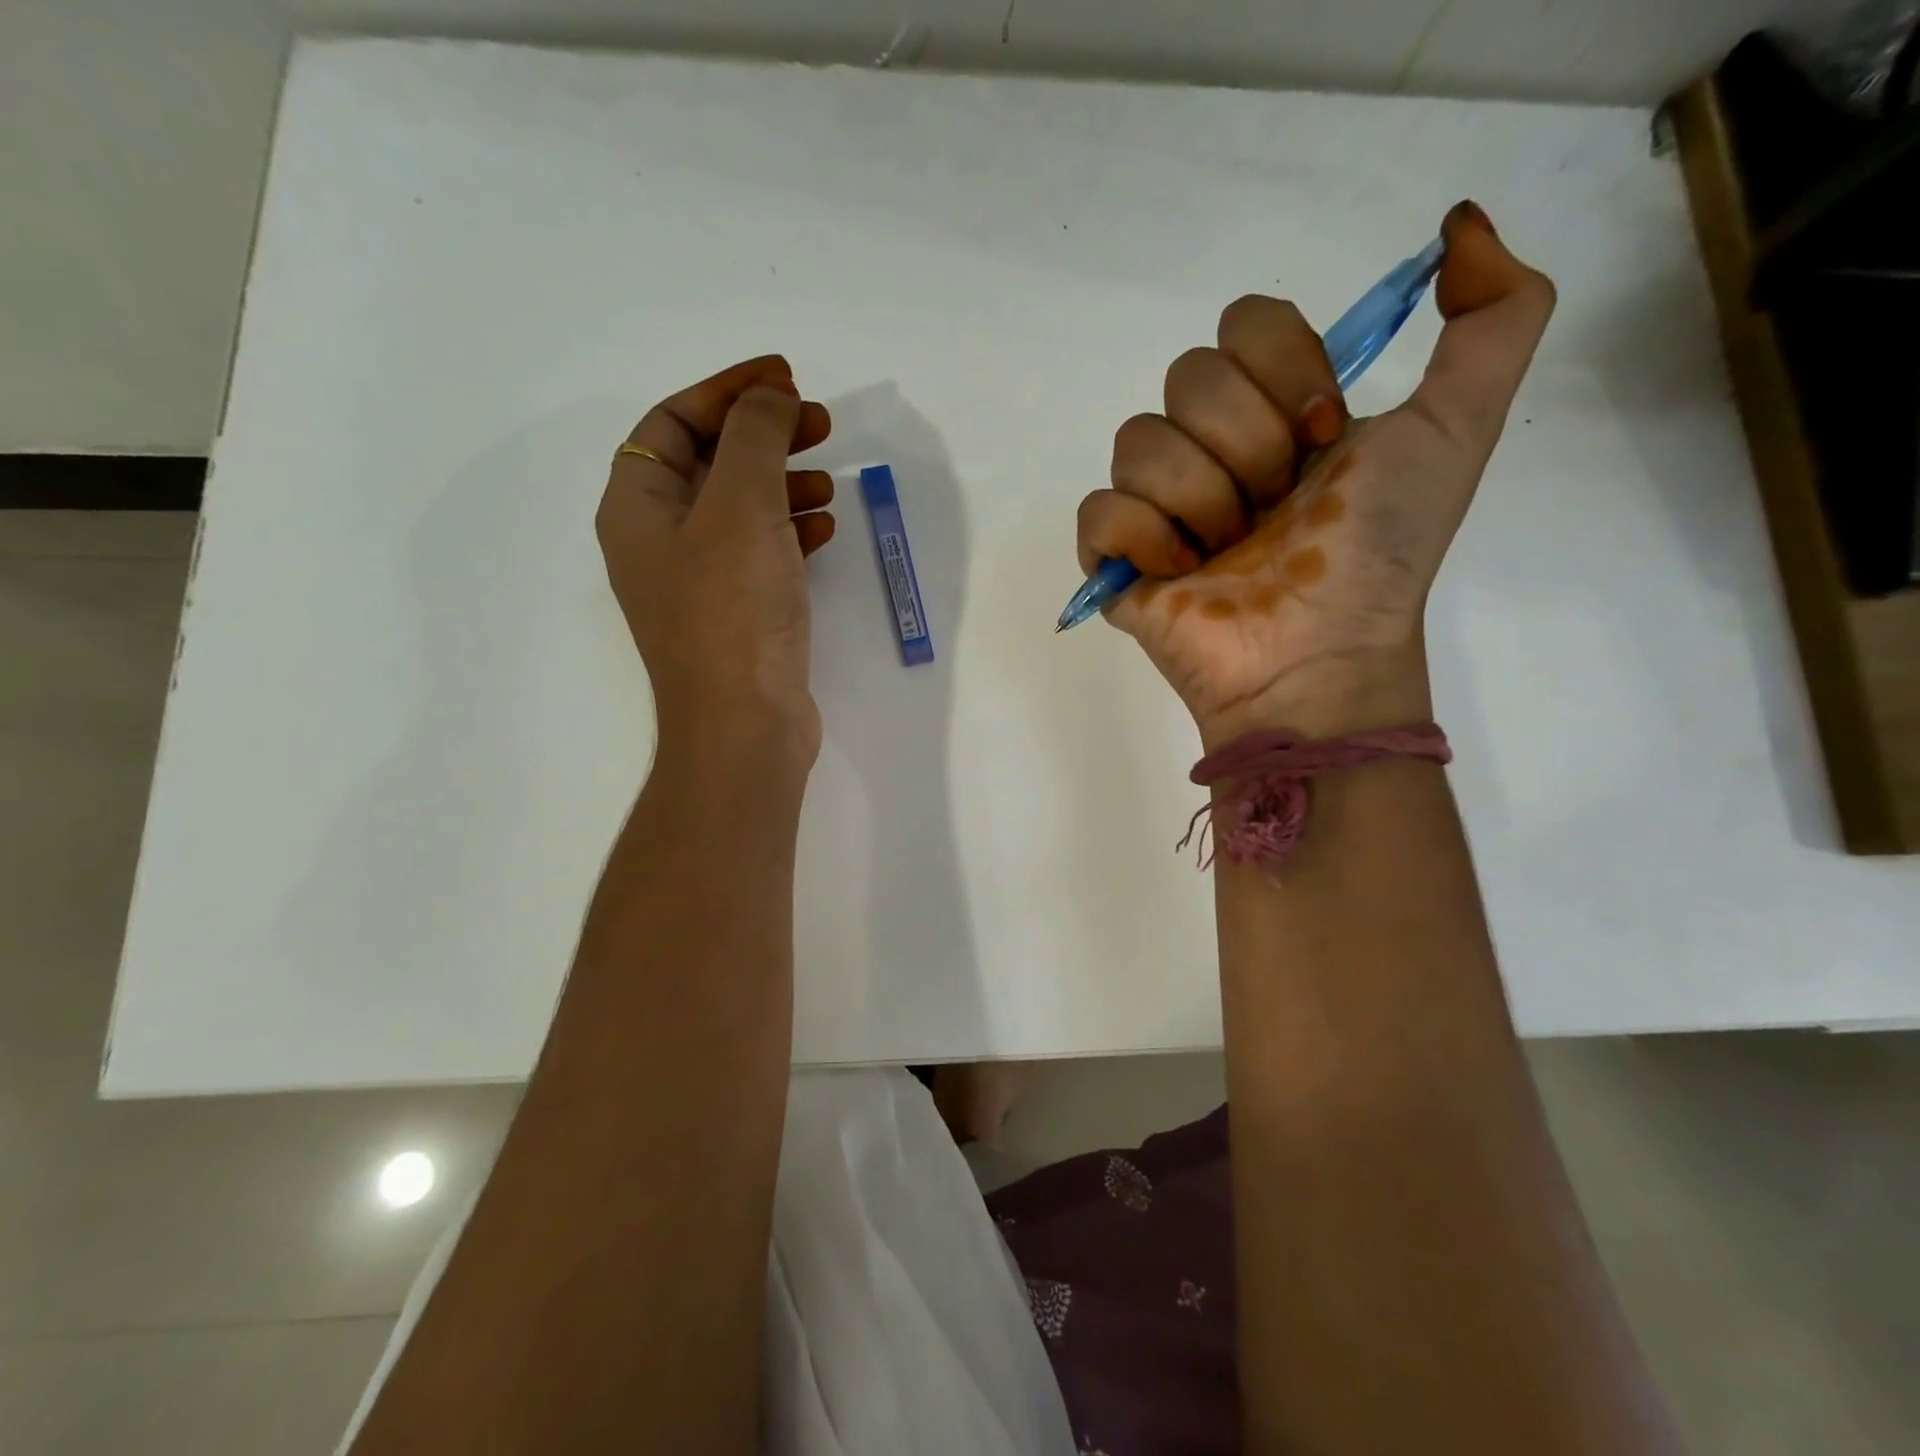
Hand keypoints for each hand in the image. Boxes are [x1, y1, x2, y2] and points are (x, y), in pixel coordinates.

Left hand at [597, 355, 835, 769]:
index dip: (726, 391)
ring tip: (830, 478)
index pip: (672, 422)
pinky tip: (826, 529)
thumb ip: (756, 437)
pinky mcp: (737, 613)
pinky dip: (792, 531)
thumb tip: (772, 398)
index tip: (785, 379)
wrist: (744, 725)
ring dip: (784, 483)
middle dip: (764, 435)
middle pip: (709, 463)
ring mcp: (699, 582)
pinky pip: (761, 552)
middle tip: (820, 423)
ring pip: (740, 509)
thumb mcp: (742, 505)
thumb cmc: (733, 609)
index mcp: (637, 507)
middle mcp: (659, 541)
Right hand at [1074, 203, 1555, 744]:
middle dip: (1246, 446)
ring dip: (1202, 500)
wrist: (1320, 655)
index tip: (1322, 437)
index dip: (1285, 371)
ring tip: (1230, 554)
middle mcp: (1210, 447)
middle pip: (1189, 376)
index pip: (1245, 322)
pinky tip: (1182, 574)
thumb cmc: (1378, 553)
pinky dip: (1144, 539)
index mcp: (1274, 411)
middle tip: (1276, 508)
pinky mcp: (1115, 558)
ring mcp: (1157, 505)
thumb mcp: (1457, 429)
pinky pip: (1099, 510)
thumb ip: (1495, 318)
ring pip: (1138, 440)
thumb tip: (1459, 225)